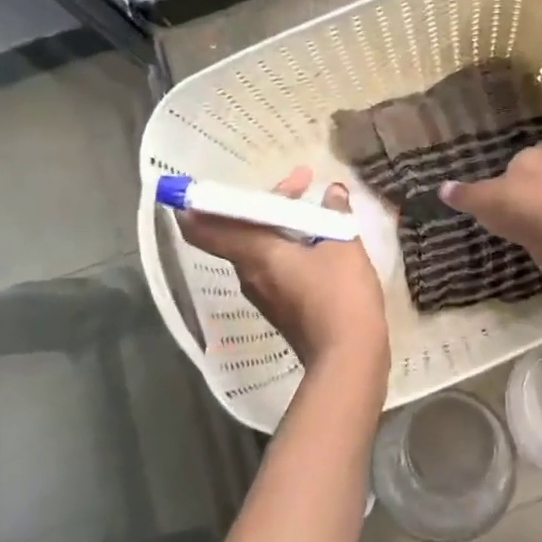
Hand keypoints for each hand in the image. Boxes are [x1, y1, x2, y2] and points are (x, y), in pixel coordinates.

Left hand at [177, 167, 389, 372]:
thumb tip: (333, 192)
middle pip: (239, 232)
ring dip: (279, 225)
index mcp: (255, 254)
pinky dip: (287, 247)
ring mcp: (264, 295)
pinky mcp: (282, 309)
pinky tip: (318, 241)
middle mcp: (250, 274)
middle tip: (300, 182)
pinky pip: (274, 267)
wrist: (349, 359)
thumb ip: (335, 215)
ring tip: (314, 209)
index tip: (193, 190)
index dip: (194, 208)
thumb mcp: (344, 246)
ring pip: (258, 249)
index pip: (205, 230)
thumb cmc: (340, 296)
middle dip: (265, 204)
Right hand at [439, 144, 541, 260]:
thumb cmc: (519, 206)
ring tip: (527, 214)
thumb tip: (442, 188)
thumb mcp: (482, 200)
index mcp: (535, 157)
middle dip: (537, 179)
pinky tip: (540, 233)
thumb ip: (464, 194)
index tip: (519, 164)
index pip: (538, 148)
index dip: (529, 156)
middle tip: (519, 190)